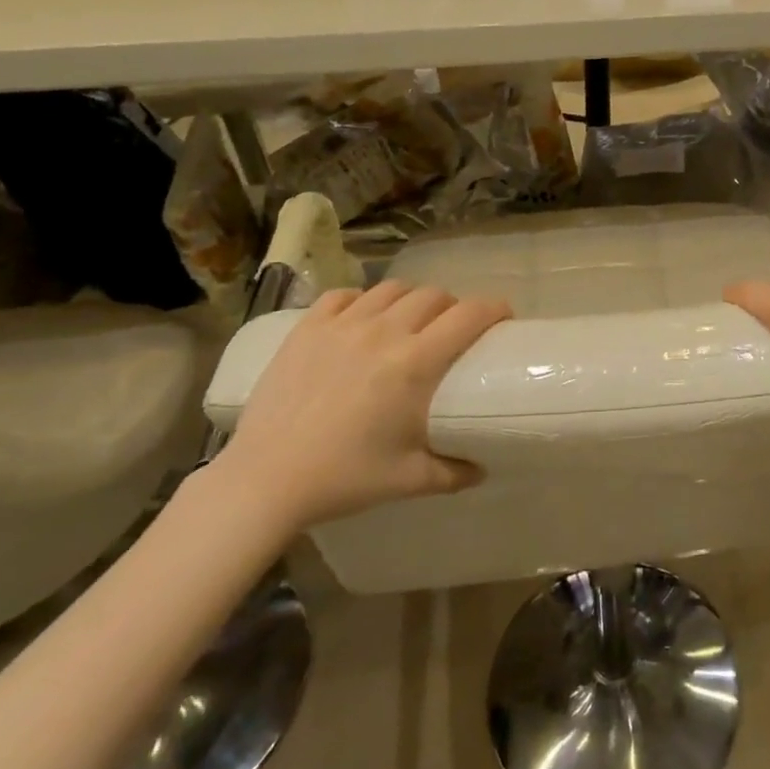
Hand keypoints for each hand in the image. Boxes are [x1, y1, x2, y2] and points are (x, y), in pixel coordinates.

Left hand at [211, 280, 511, 529]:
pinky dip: (362, 300)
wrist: (265, 479)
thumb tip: (482, 469)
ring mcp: (341, 325)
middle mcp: (383, 332)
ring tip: (411, 321)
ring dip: (412, 300)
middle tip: (454, 329)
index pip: (468, 315)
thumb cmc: (343, 478)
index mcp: (414, 363)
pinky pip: (344, 295)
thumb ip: (454, 471)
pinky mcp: (307, 328)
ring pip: (392, 289)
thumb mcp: (409, 479)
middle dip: (454, 306)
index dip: (494, 308)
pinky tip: (363, 319)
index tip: (503, 317)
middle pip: (434, 295)